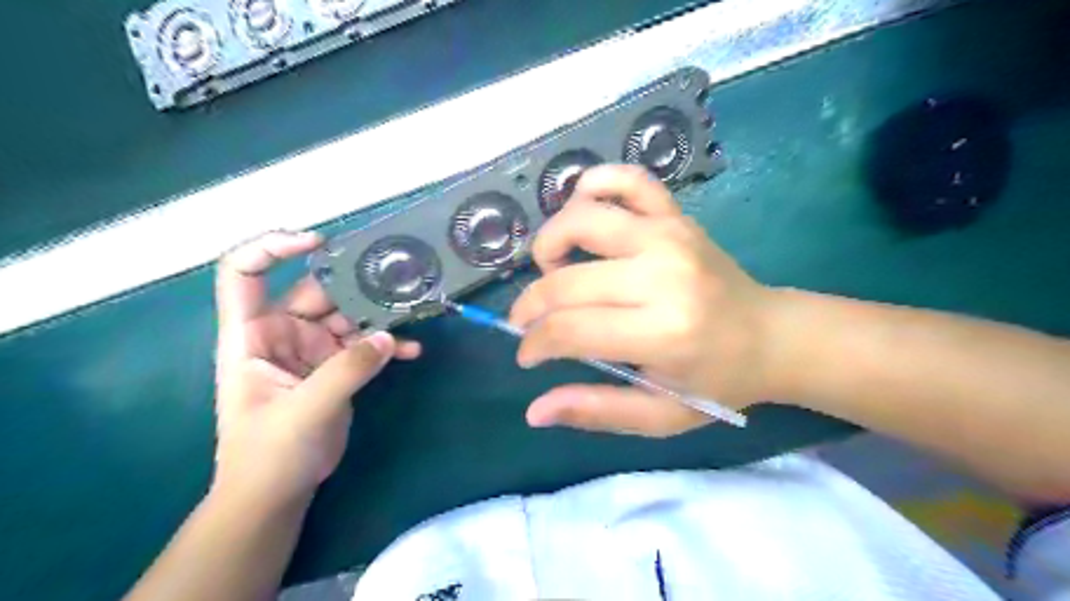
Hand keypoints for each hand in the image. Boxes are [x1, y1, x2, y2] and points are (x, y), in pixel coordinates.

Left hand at [215, 229, 422, 506]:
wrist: (279, 492)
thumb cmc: (269, 454)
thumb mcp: (304, 410)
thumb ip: (346, 371)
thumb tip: (389, 337)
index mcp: (251, 335)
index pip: (244, 274)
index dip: (272, 248)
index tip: (317, 243)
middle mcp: (282, 333)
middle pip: (316, 292)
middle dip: (354, 286)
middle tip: (396, 282)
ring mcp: (312, 349)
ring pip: (348, 315)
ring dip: (379, 315)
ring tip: (413, 312)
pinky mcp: (337, 366)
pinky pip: (365, 344)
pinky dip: (388, 344)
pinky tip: (413, 351)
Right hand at [508, 165, 777, 435]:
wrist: (771, 336)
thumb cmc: (716, 381)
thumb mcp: (660, 416)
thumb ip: (596, 412)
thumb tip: (534, 412)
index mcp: (662, 332)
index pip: (568, 329)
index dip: (534, 343)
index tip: (527, 354)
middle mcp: (662, 274)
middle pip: (566, 280)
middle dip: (530, 305)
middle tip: (529, 322)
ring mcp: (669, 235)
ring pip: (581, 218)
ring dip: (550, 242)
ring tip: (553, 269)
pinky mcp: (676, 215)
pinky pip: (625, 180)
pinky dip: (593, 186)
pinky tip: (582, 213)